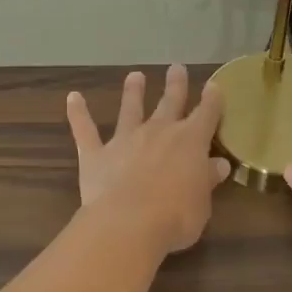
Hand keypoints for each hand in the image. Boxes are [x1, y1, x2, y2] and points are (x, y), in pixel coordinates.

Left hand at [66, 66, 230, 256]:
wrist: (128, 224)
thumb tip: (219, 164)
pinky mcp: (97, 154)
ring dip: (133, 92)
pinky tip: (72, 98)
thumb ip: (207, 180)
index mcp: (191, 142)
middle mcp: (159, 132)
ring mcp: (126, 140)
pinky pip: (85, 130)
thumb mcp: (202, 202)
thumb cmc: (176, 217)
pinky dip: (78, 113)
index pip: (206, 114)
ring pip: (131, 109)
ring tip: (135, 76)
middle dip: (175, 85)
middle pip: (170, 102)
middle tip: (176, 67)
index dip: (212, 100)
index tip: (214, 85)